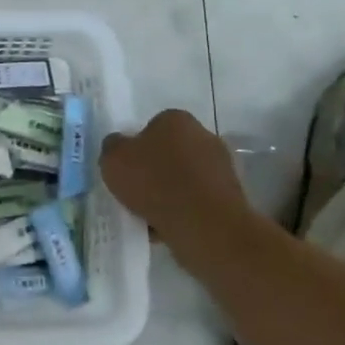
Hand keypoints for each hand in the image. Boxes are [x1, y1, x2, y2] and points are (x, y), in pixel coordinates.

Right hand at [101, 109, 259, 240]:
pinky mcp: (231, 195)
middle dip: (156, 169)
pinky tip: (168, 226)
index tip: (127, 169)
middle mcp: (203, 135)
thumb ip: (112, 147)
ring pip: (185, 178)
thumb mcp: (113, 159)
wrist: (204, 225)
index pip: (151, 127)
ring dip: (170, 192)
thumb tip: (119, 145)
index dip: (136, 148)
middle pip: (171, 152)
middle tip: (136, 191)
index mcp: (176, 119)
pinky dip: (184, 210)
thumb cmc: (154, 182)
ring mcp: (222, 166)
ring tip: (150, 215)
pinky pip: (197, 200)